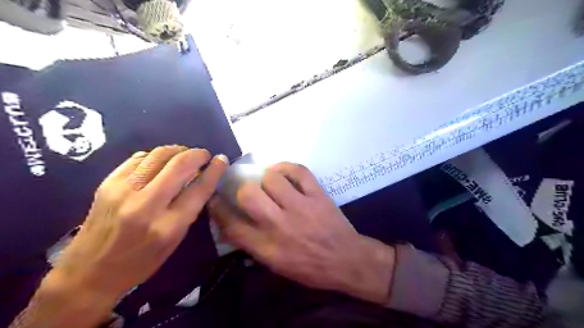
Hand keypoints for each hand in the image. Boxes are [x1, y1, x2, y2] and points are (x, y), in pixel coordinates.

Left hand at [38, 146, 227, 321]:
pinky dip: (155, 156)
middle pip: (180, 165)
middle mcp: (146, 205)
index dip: (214, 170)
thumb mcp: (175, 240)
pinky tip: (159, 162)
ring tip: (183, 155)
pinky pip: (139, 158)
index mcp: (169, 225)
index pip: (199, 188)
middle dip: (197, 154)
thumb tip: (201, 178)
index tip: (221, 159)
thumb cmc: (141, 261)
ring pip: (159, 155)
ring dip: (177, 150)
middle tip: (203, 155)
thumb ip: (190, 208)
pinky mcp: (107, 183)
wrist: (89, 272)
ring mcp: (123, 191)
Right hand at [207, 163, 393, 303]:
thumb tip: (231, 226)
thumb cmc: (310, 268)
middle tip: (249, 191)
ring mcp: (301, 207)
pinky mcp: (318, 195)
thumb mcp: (276, 265)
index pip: (232, 225)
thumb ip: (252, 245)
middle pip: (249, 195)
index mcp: (267, 247)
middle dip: (243, 190)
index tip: (216, 199)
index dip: (218, 209)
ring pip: (272, 179)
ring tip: (270, 182)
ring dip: (267, 178)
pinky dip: (287, 167)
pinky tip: (282, 172)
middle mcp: (280, 224)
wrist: (347, 260)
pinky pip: (299, 171)